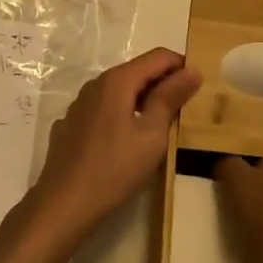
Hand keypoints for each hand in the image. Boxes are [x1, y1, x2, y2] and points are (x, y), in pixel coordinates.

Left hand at [25, 48, 200, 250]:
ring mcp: (80, 105)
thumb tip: (192, 70)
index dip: (182, 66)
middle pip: (138, 71)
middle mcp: (96, 84)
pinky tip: (127, 141)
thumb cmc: (114, 169)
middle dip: (164, 83)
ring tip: (161, 126)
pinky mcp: (71, 126)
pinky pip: (104, 110)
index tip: (200, 87)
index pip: (158, 57)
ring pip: (120, 91)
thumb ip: (170, 98)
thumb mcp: (152, 135)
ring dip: (143, 100)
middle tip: (186, 108)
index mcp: (117, 80)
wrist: (63, 205)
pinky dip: (121, 115)